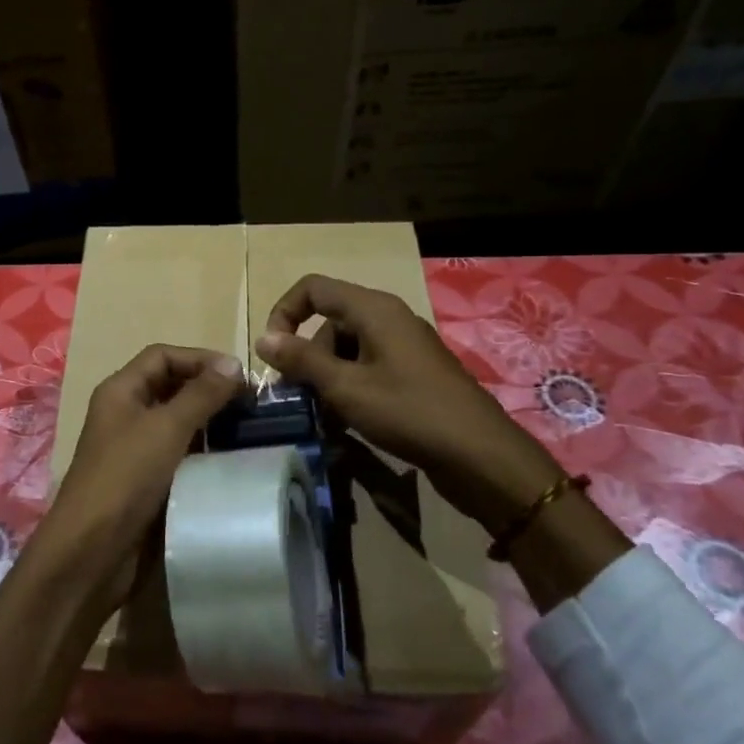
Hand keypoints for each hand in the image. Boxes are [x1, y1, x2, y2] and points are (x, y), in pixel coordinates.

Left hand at [41, 344, 244, 611]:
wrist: (93, 550)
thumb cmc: (126, 477)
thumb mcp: (167, 428)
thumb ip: (201, 394)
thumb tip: (233, 364)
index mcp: (121, 391)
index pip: (162, 356)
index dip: (199, 358)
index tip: (239, 375)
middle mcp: (126, 413)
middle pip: (170, 386)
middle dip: (208, 389)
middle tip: (251, 403)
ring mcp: (134, 448)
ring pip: (177, 422)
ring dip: (210, 422)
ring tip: (248, 428)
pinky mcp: (146, 480)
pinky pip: (179, 454)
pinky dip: (203, 451)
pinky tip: (230, 459)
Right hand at [256, 274, 563, 534]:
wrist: (480, 455)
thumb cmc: (409, 412)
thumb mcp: (346, 387)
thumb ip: (301, 359)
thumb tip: (263, 338)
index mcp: (373, 309)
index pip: (313, 288)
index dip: (284, 312)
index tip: (273, 352)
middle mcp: (389, 318)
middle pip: (329, 320)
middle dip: (305, 353)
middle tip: (296, 393)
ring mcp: (403, 346)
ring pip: (347, 347)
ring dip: (326, 375)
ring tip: (321, 413)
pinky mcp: (413, 372)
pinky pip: (368, 366)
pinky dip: (349, 385)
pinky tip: (346, 420)